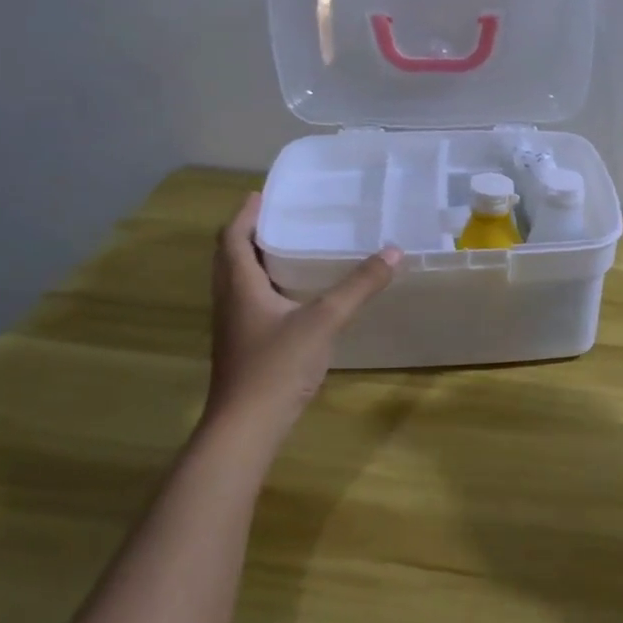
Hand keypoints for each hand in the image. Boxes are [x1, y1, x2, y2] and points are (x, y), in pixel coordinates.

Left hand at [201, 193, 400, 442]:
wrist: (247, 427)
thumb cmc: (277, 366)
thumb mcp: (324, 320)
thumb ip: (358, 286)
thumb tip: (393, 252)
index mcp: (240, 285)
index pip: (232, 237)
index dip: (245, 214)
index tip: (263, 194)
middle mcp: (230, 301)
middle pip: (230, 257)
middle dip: (249, 234)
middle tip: (280, 218)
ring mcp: (233, 327)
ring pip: (238, 282)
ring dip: (255, 261)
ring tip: (289, 250)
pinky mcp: (242, 348)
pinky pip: (249, 304)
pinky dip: (265, 289)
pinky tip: (294, 298)